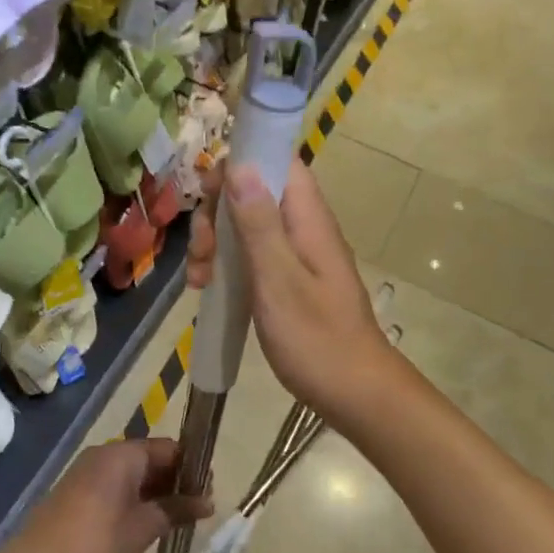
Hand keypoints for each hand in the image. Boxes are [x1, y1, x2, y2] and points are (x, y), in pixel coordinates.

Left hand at [18, 439, 213, 552]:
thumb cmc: (96, 543)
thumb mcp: (143, 528)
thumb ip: (176, 510)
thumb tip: (208, 502)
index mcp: (123, 454)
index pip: (168, 448)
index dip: (192, 468)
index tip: (208, 493)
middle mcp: (105, 454)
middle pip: (150, 458)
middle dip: (175, 482)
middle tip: (196, 511)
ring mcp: (87, 472)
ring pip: (132, 474)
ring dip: (155, 493)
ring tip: (175, 521)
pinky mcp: (77, 491)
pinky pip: (115, 485)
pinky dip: (134, 499)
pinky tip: (144, 524)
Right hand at [189, 158, 397, 429]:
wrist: (354, 393)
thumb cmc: (316, 339)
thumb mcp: (278, 281)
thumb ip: (259, 223)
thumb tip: (239, 164)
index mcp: (308, 218)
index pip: (277, 159)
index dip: (239, 162)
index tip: (205, 191)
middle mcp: (304, 226)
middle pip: (253, 191)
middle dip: (217, 213)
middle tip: (201, 251)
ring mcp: (297, 253)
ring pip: (247, 224)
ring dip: (215, 242)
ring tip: (198, 279)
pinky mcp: (289, 278)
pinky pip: (252, 254)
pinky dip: (226, 265)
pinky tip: (206, 289)